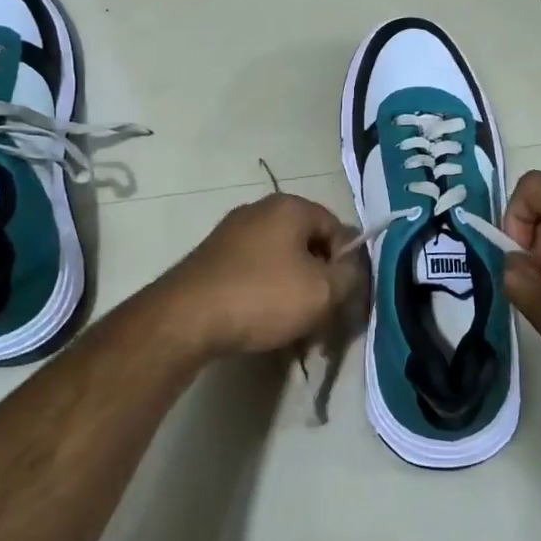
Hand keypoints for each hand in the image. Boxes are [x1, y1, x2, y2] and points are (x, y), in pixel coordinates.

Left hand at [154, 194, 365, 358]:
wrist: (187, 318)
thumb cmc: (262, 296)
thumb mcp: (323, 291)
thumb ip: (350, 275)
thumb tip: (353, 265)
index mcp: (290, 207)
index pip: (338, 229)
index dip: (348, 266)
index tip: (344, 301)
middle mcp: (261, 210)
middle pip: (309, 247)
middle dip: (320, 285)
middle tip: (322, 322)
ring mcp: (233, 233)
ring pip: (282, 264)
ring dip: (295, 295)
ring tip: (295, 333)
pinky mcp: (214, 258)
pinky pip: (255, 273)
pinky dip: (267, 296)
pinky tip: (265, 325)